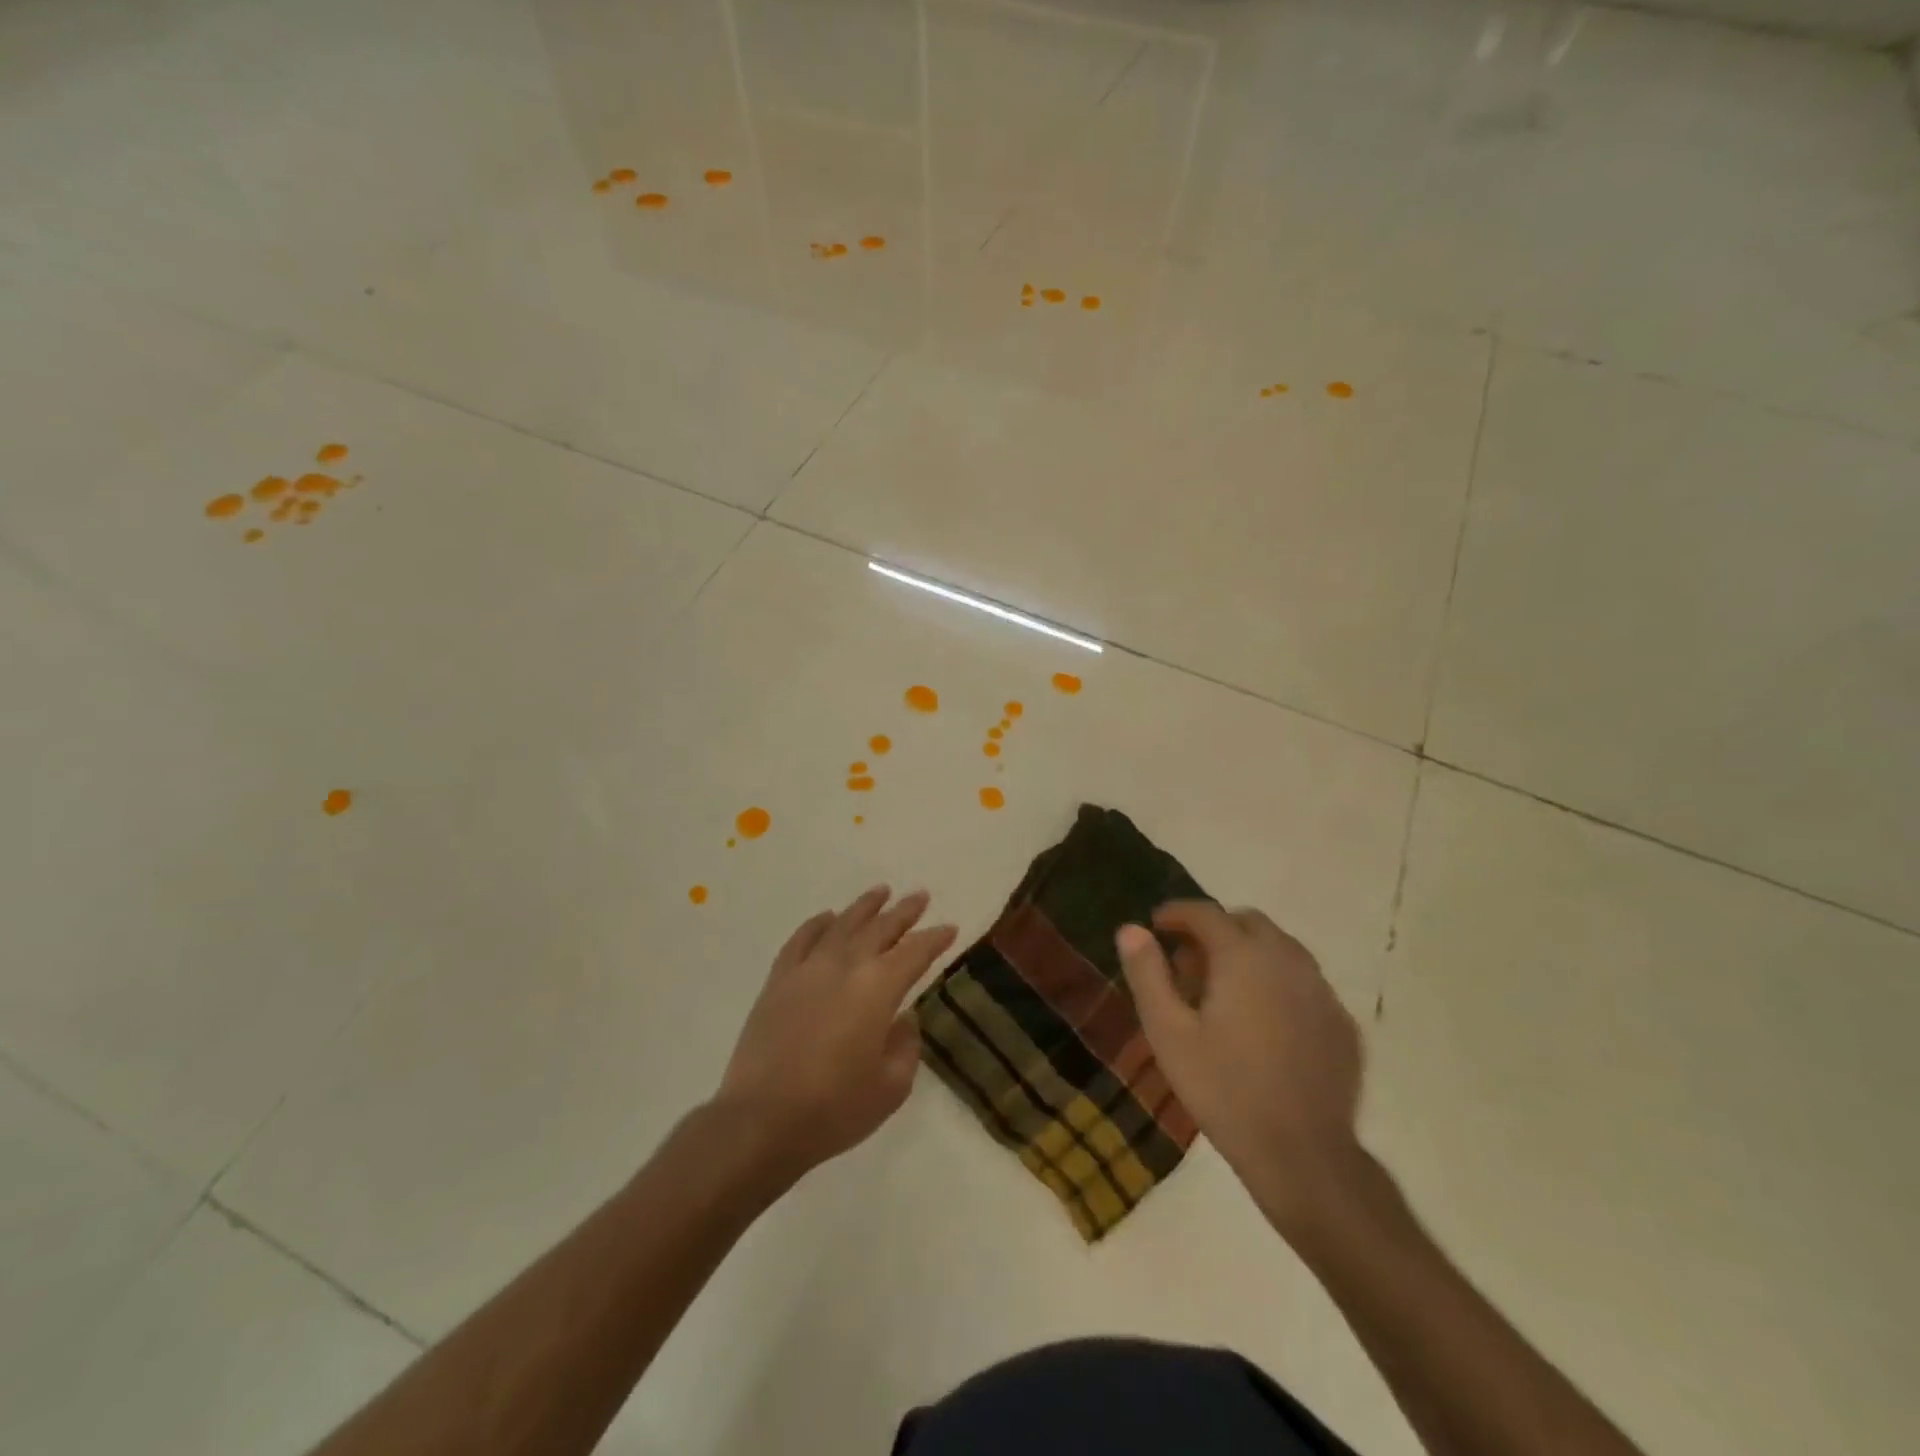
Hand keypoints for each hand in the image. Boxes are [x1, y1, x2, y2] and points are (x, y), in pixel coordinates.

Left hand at [715, 886, 957, 1180]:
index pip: (915, 952)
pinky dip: (818, 924)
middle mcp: (846, 965)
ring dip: (865, 907)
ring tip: (881, 892)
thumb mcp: (891, 1087)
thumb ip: (905, 1046)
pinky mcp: (779, 980)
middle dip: (904, 911)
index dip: (935, 938)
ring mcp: (808, 968)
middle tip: (920, 896)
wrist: (761, 1120)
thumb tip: (904, 1020)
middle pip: (881, 928)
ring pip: (843, 924)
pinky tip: (828, 918)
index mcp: (879, 988)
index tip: (949, 928)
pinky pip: (802, 939)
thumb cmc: (835, 1108)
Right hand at [1116, 903, 1363, 1236]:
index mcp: (1243, 956)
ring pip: (1280, 950)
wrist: (1303, 1156)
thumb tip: (1131, 929)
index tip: (1156, 925)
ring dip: (1248, 954)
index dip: (1176, 913)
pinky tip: (1263, 1024)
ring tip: (1224, 993)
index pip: (1206, 912)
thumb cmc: (1224, 1089)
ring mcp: (1321, 991)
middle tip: (1188, 964)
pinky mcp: (1342, 1023)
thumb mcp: (1168, 1032)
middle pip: (1247, 923)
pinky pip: (1304, 983)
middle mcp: (1288, 960)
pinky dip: (1277, 984)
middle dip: (1214, 931)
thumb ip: (1147, 973)